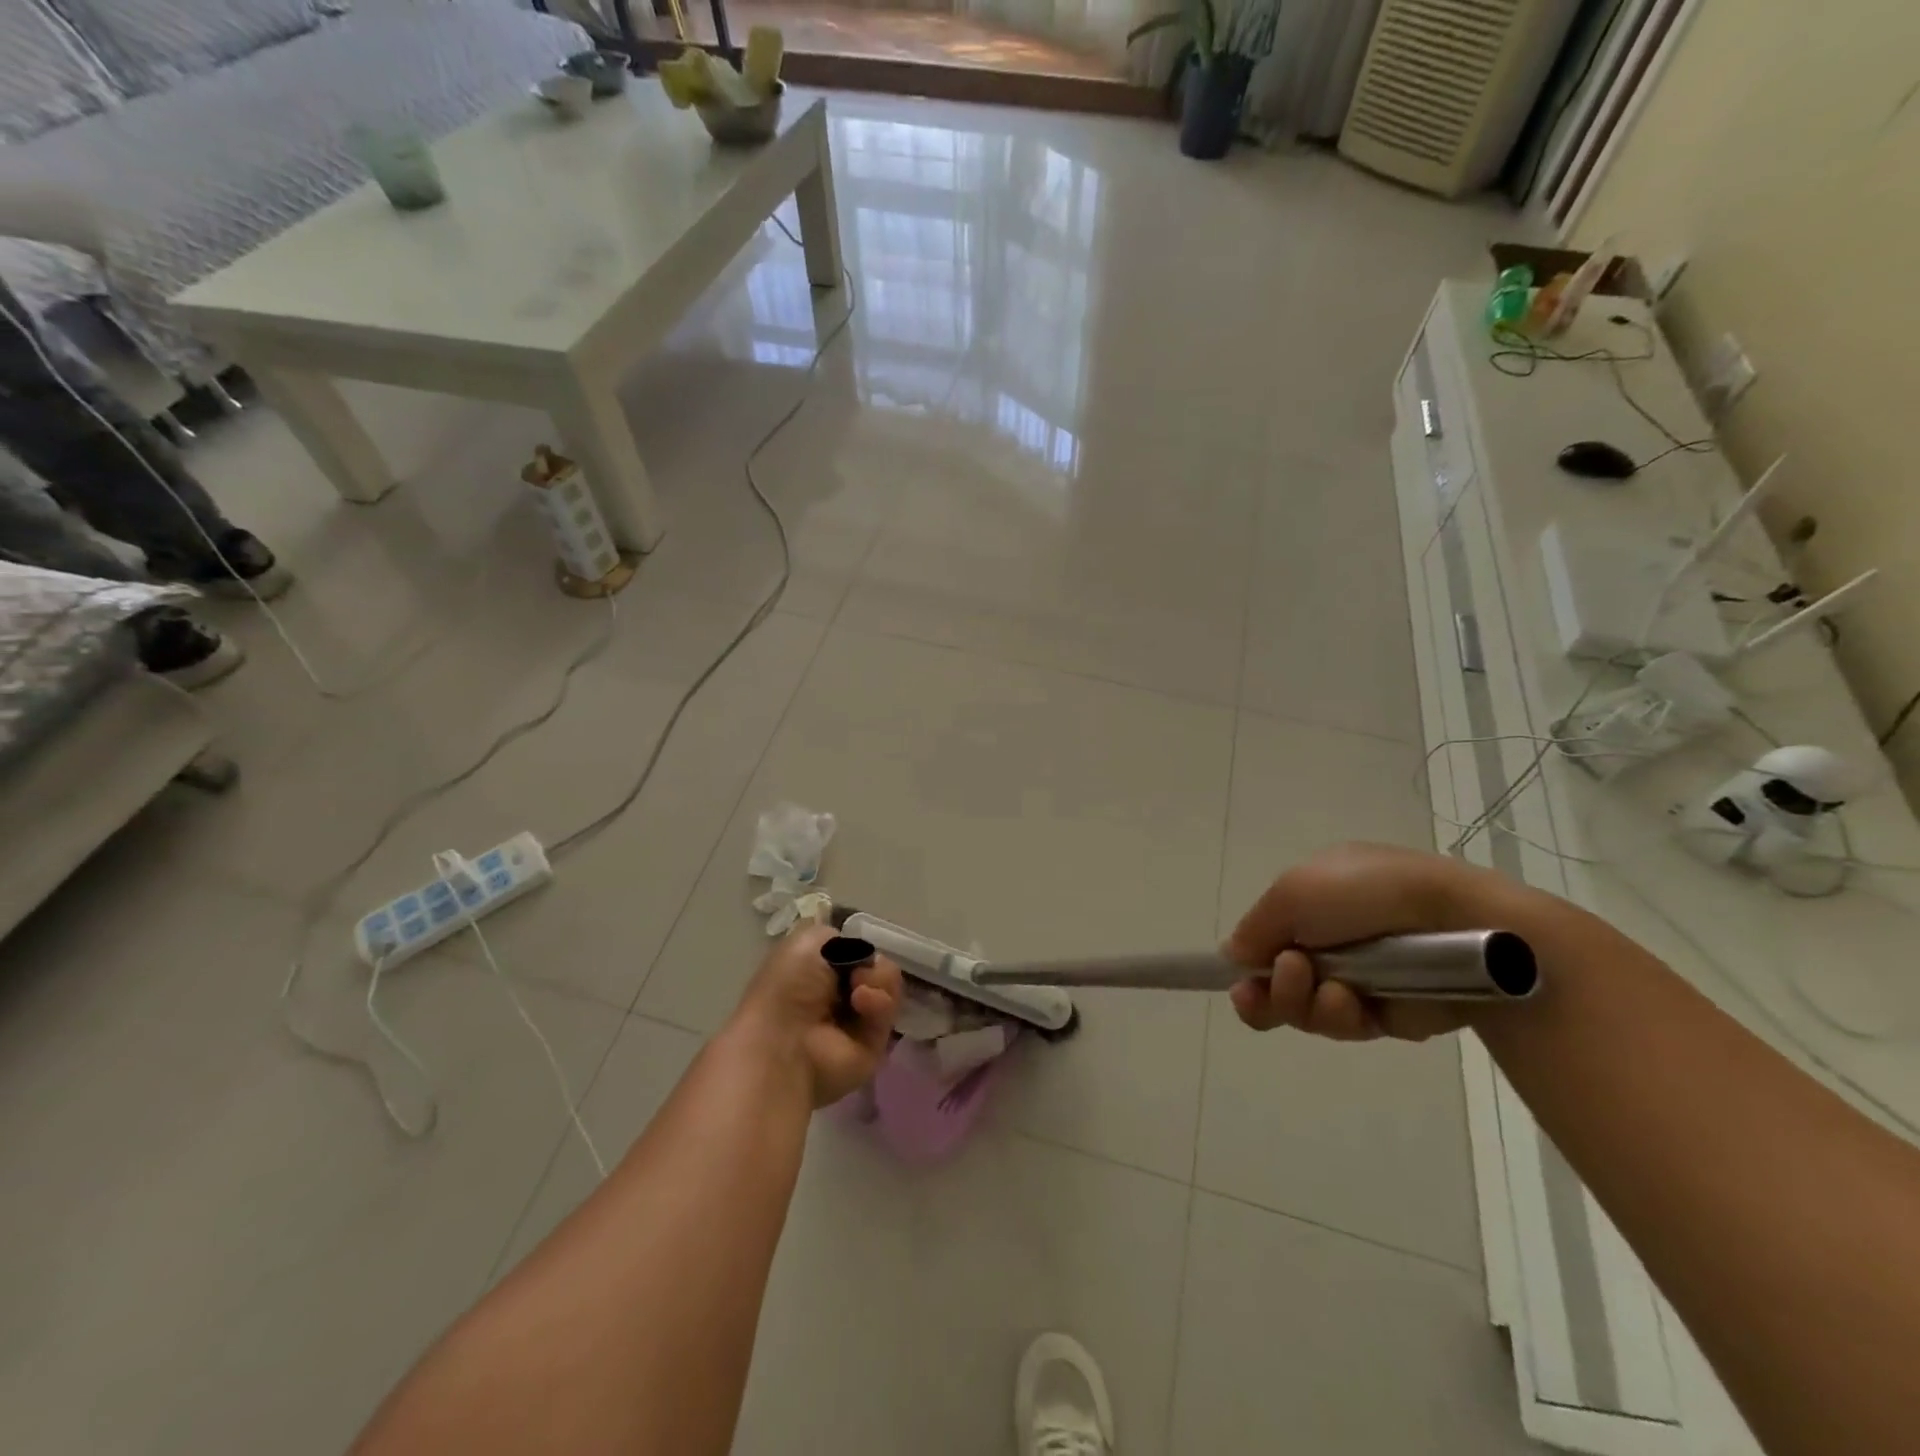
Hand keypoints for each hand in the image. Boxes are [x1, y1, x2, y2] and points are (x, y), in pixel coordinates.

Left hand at [729, 920, 902, 1106]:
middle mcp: (839, 996)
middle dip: (873, 963)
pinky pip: (890, 1011)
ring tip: (857, 990)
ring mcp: (859, 1020)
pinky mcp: (875, 1043)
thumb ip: (837, 936)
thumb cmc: (788, 986)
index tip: (854, 947)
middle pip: (877, 968)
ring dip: (877, 980)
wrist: (785, 1039)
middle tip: (855, 973)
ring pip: (889, 986)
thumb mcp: (807, 940)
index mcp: (818, 973)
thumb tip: (857, 951)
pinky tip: (861, 1003)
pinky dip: (879, 1002)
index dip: (860, 947)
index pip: (856, 953)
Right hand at [1223, 842, 1513, 1041]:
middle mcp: (1334, 938)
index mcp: (1316, 900)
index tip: (1237, 981)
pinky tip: (1352, 1002)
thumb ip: (1254, 928)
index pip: (1269, 937)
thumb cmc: (1368, 894)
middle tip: (1268, 988)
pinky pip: (1346, 1026)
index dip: (1248, 961)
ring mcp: (1363, 977)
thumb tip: (1233, 957)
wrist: (1462, 925)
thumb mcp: (1293, 892)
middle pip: (1280, 981)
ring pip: (1307, 1009)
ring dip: (1302, 1002)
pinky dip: (1341, 1016)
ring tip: (1325, 988)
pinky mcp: (1391, 1014)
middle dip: (1270, 991)